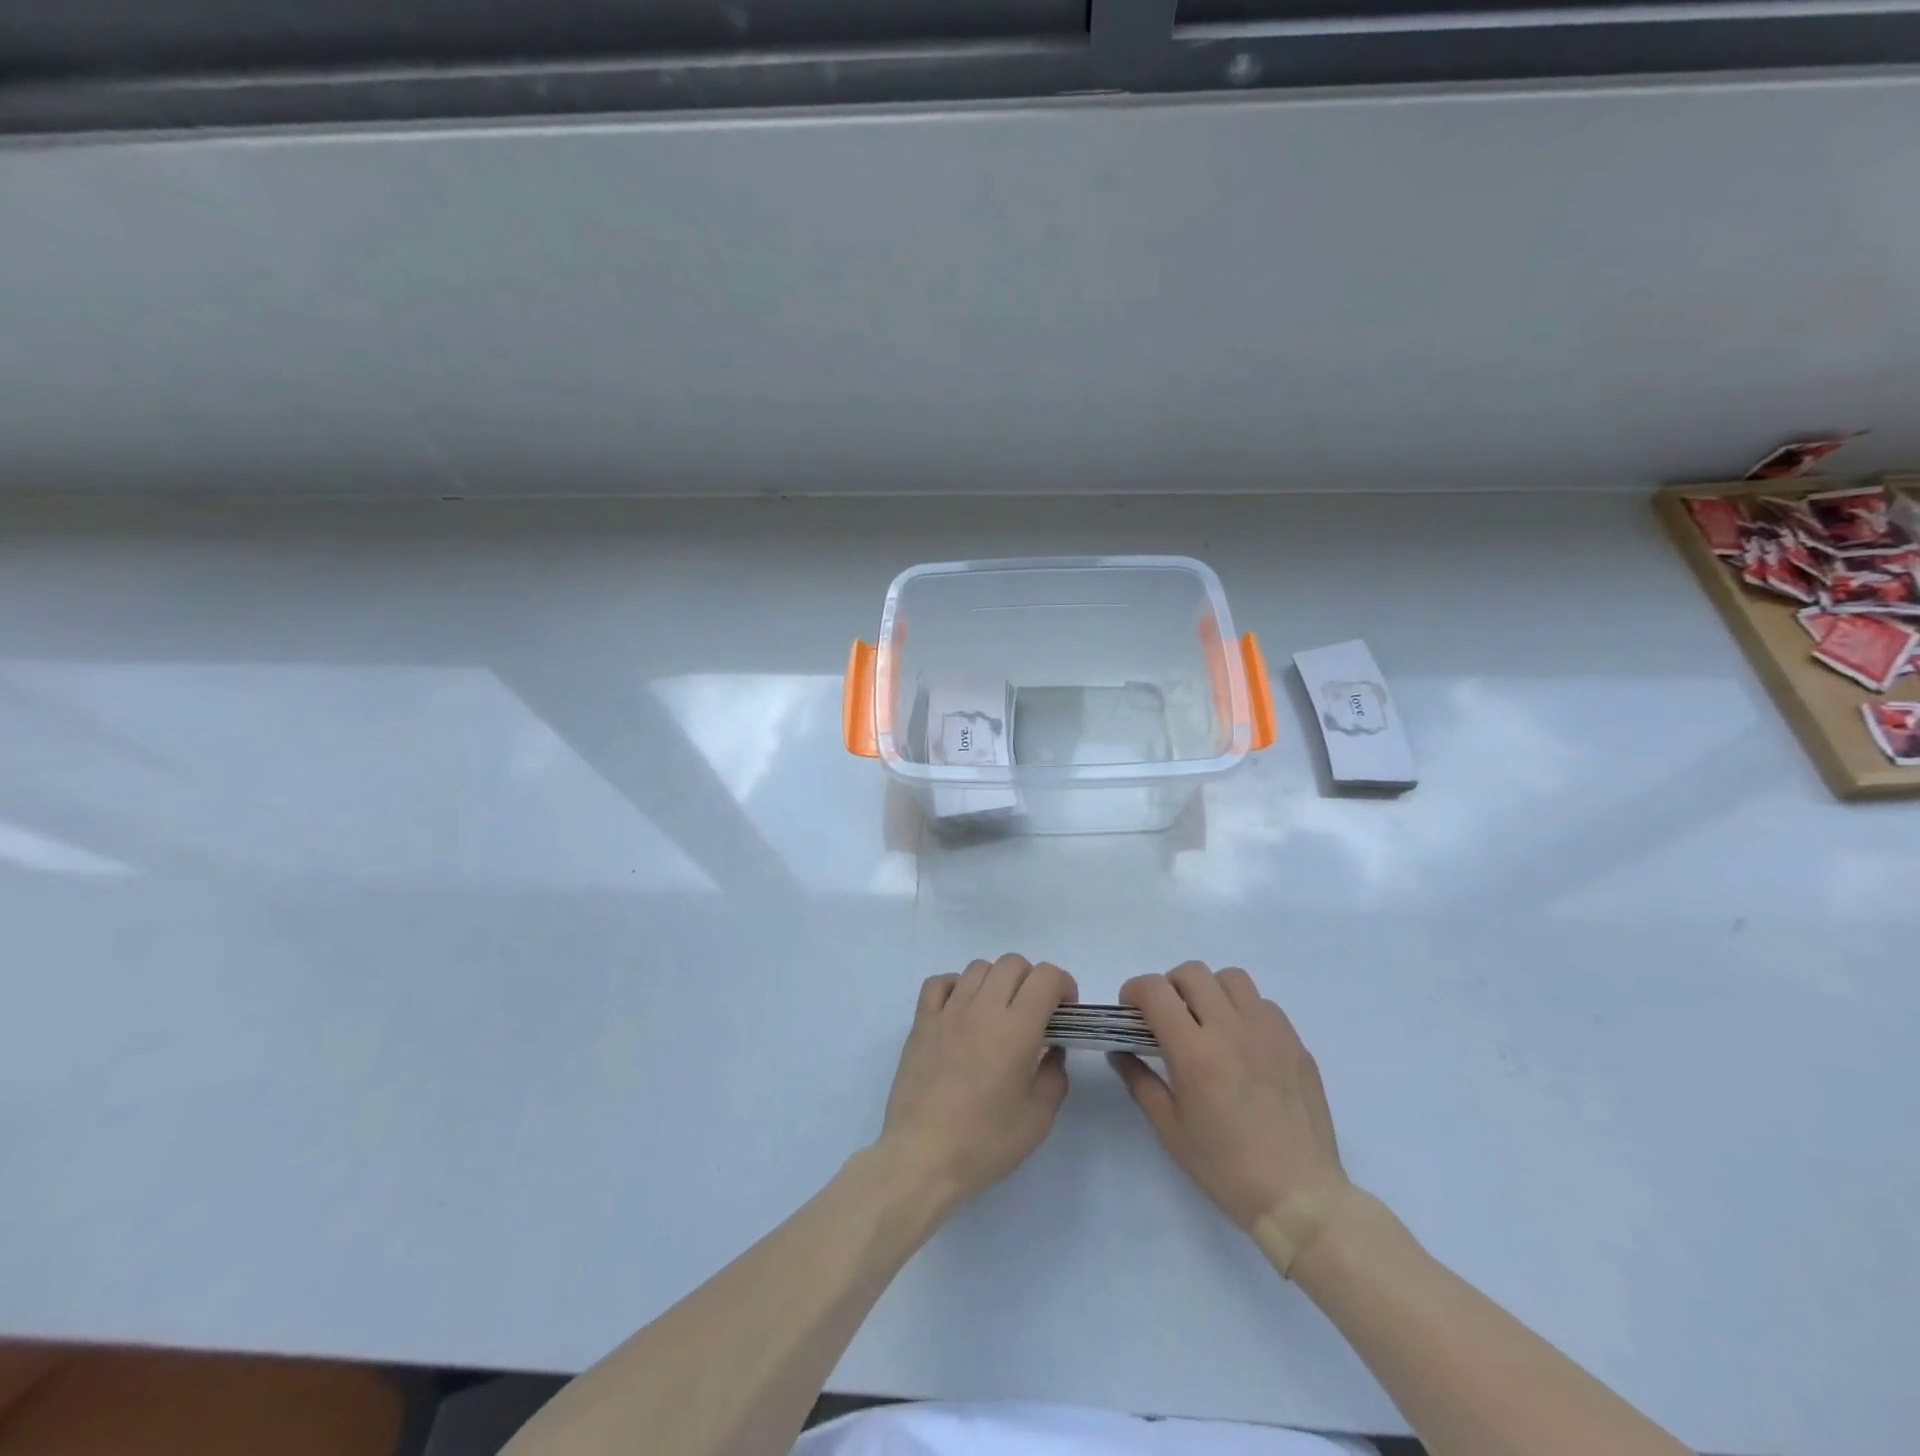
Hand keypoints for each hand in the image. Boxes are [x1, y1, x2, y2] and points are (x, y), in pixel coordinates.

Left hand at [876, 954, 1076, 1210]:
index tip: (1065, 1012)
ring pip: (978, 968)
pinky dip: (957, 987)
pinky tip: (962, 1011)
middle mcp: (982, 1008)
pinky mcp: (922, 1021)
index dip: (1063, 985)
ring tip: (998, 1013)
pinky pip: (940, 983)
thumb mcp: (1038, 1119)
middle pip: (1013, 963)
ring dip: (997, 982)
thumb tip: (1051, 1050)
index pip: (1046, 976)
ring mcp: (948, 1011)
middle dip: (1032, 981)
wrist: (922, 1156)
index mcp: (1016, 1028)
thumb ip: (1054, 1075)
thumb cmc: (985, 1142)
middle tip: (1035, 1014)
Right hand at [1111, 962, 1351, 1274]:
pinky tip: (1243, 1045)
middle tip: (1168, 1018)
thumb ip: (1139, 1081)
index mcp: (1195, 1052)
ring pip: (1231, 978)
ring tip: (1208, 1023)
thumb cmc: (1226, 1168)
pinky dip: (1244, 1011)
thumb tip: (1120, 1052)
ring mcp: (1269, 1032)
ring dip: (1210, 991)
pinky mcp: (1295, 1043)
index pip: (1155, 990)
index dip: (1134, 991)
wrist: (1299, 1197)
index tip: (1131, 1012)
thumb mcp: (1170, 1130)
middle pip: (1192, 972)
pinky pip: (1264, 1004)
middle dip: (1169, 987)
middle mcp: (1231, 1029)